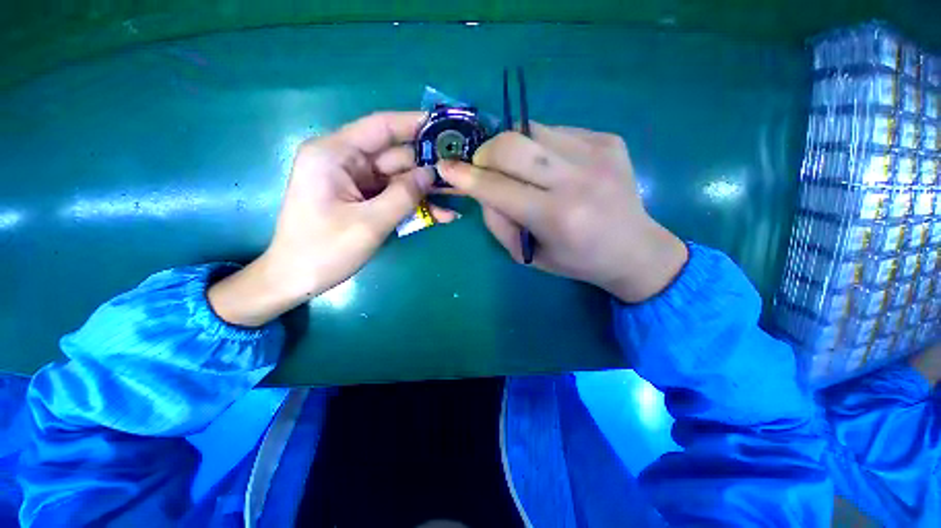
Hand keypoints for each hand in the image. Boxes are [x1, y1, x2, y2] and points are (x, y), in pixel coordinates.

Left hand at [209, 111, 454, 326]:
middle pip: (395, 156)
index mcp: (335, 154)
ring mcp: (354, 182)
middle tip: (460, 172)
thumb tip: (431, 173)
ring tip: (456, 198)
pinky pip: (393, 196)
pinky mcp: (361, 199)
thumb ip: (404, 195)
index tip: (445, 126)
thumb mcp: (370, 223)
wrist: (297, 279)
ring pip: (398, 179)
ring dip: (425, 191)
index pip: (381, 127)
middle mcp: (345, 161)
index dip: (414, 124)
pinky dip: (413, 205)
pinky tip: (440, 215)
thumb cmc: (325, 250)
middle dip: (427, 167)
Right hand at [437, 124, 687, 302]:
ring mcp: (597, 153)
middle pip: (512, 144)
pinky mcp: (608, 139)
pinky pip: (555, 131)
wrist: (634, 248)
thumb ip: (499, 221)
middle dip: (485, 153)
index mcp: (557, 217)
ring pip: (531, 130)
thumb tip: (481, 188)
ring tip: (519, 169)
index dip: (465, 176)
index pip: (497, 187)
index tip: (446, 166)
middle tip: (483, 167)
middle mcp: (577, 179)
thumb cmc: (576, 260)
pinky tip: (551, 167)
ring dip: (512, 148)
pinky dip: (540, 147)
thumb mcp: (528, 254)